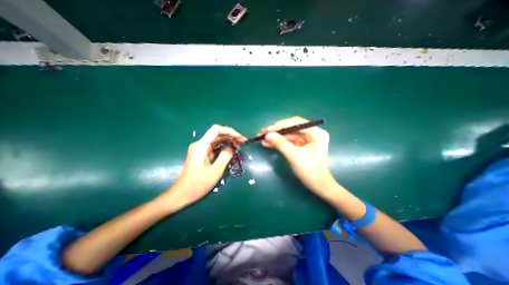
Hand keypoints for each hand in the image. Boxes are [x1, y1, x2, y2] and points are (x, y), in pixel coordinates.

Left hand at [161, 124, 243, 208]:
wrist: (182, 194)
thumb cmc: (197, 184)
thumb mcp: (215, 171)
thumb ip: (225, 156)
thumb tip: (232, 147)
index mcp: (201, 146)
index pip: (216, 130)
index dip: (230, 131)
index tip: (240, 138)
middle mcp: (200, 144)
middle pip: (217, 134)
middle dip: (231, 136)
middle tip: (242, 142)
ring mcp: (201, 149)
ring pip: (217, 139)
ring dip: (228, 141)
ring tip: (239, 146)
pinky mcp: (202, 154)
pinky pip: (215, 146)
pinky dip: (224, 146)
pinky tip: (231, 150)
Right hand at [260, 117, 336, 196]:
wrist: (317, 185)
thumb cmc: (310, 171)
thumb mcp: (294, 156)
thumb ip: (281, 144)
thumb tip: (267, 135)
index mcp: (316, 133)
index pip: (296, 123)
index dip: (280, 125)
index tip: (267, 130)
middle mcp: (312, 132)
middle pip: (291, 127)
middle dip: (276, 130)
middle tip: (263, 132)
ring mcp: (306, 138)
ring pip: (288, 134)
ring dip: (276, 136)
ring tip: (262, 138)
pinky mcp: (301, 144)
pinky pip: (288, 140)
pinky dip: (278, 142)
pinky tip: (268, 143)